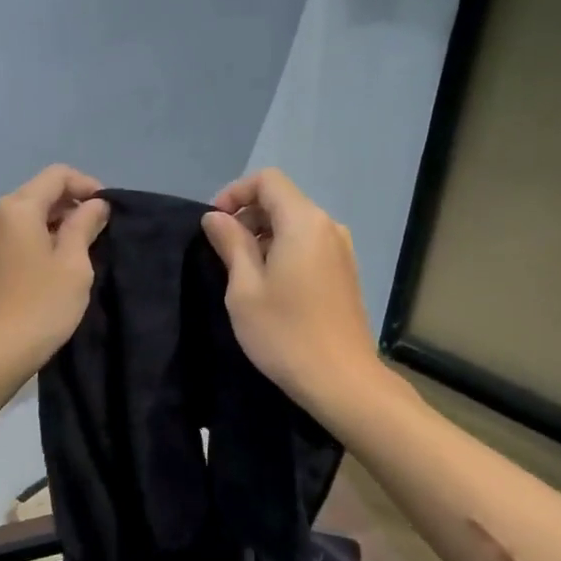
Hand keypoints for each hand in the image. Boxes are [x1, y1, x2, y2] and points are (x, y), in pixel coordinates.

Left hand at [0, 165, 109, 382]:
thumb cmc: (42, 307)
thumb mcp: (74, 265)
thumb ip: (85, 225)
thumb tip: (95, 204)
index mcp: (18, 208)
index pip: (57, 175)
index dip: (87, 185)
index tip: (108, 210)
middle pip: (39, 192)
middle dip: (71, 204)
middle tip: (99, 231)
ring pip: (27, 214)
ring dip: (56, 222)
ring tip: (80, 248)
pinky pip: (16, 234)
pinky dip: (38, 237)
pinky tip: (54, 263)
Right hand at [201, 169, 384, 415]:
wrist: (341, 379)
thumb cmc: (284, 333)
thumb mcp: (244, 289)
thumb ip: (231, 245)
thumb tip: (216, 218)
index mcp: (303, 222)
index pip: (268, 181)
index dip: (235, 193)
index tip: (214, 224)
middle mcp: (328, 227)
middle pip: (283, 201)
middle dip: (248, 216)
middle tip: (222, 252)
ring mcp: (341, 251)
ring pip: (296, 225)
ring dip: (265, 237)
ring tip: (243, 274)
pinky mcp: (345, 273)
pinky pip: (309, 246)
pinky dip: (285, 252)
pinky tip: (271, 288)